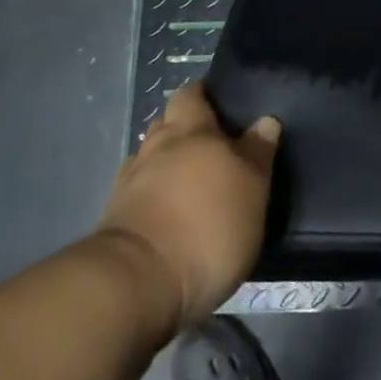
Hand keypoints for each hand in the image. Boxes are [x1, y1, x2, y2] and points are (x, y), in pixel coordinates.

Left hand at [95, 83, 279, 329]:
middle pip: (169, 123)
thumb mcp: (251, 190)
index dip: (206, 94)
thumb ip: (257, 153)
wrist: (136, 285)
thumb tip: (265, 120)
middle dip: (187, 129)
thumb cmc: (206, 226)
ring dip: (169, 163)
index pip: (193, 94)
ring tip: (194, 182)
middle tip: (216, 144)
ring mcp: (130, 181)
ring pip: (153, 157)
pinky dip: (155, 193)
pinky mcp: (115, 218)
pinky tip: (171, 210)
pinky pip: (141, 190)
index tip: (225, 102)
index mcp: (190, 129)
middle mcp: (156, 146)